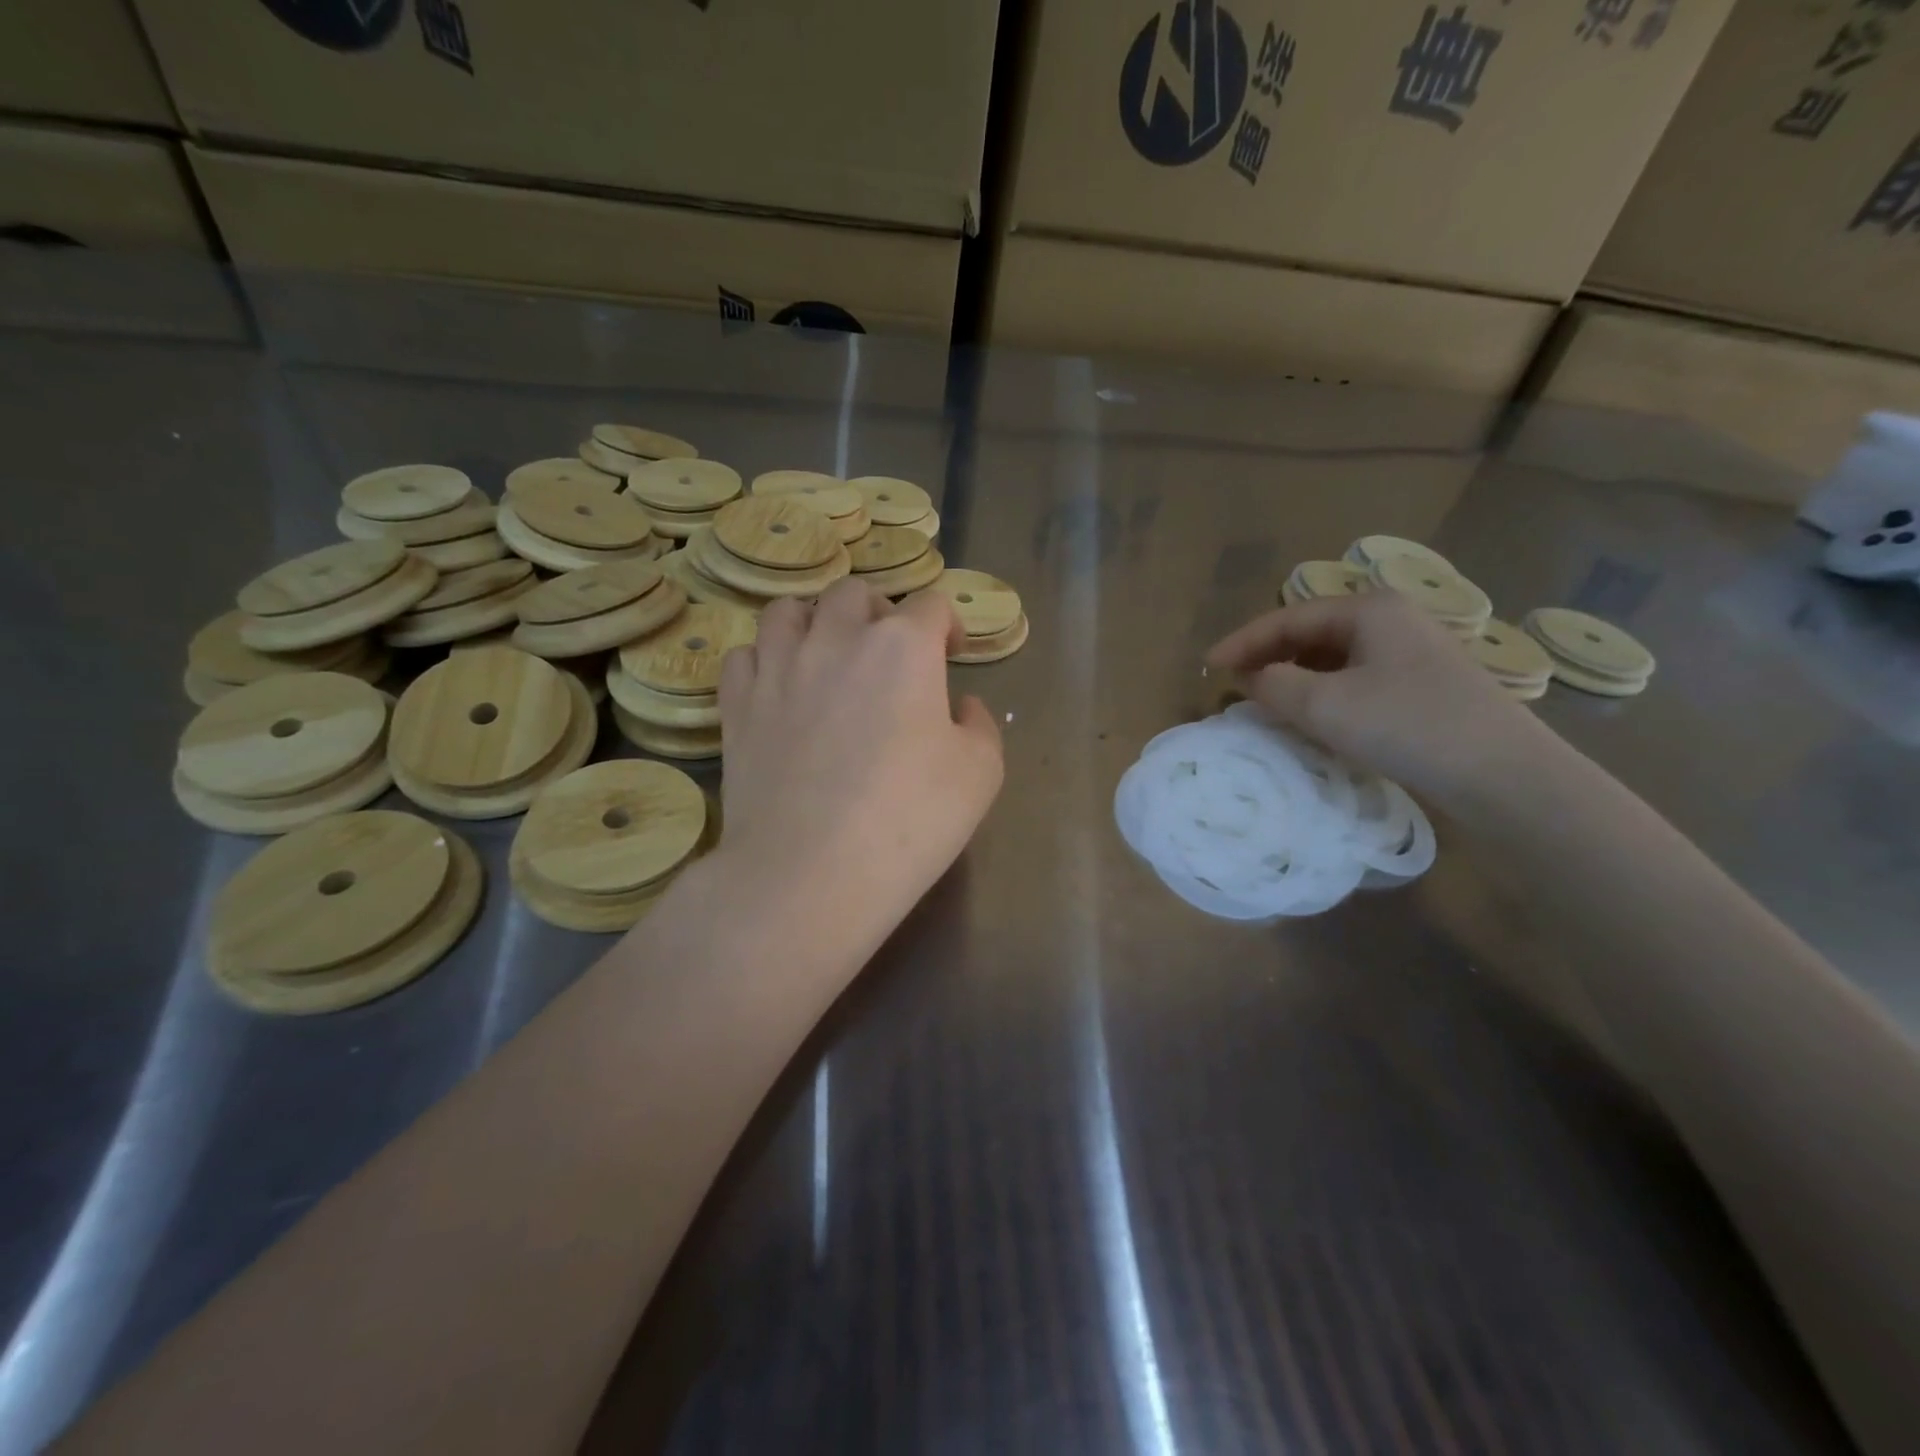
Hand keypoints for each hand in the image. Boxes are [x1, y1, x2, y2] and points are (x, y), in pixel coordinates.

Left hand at [714, 579, 1004, 950]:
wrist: (811, 872)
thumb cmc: (910, 820)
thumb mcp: (981, 773)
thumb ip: (980, 724)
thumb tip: (960, 705)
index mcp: (902, 647)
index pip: (929, 604)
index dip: (947, 624)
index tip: (952, 654)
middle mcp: (836, 639)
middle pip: (854, 593)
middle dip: (879, 611)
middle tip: (890, 650)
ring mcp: (778, 669)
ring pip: (787, 611)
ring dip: (814, 622)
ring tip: (826, 654)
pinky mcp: (737, 706)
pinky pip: (744, 656)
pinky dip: (765, 660)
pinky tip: (779, 688)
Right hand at [1206, 591, 1555, 806]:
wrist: (1503, 774)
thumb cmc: (1406, 726)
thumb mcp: (1324, 705)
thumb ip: (1273, 684)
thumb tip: (1251, 678)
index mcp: (1368, 609)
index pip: (1288, 617)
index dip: (1243, 641)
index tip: (1208, 666)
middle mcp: (1391, 620)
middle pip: (1310, 632)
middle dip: (1268, 656)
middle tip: (1232, 684)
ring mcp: (1412, 652)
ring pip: (1333, 657)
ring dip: (1294, 676)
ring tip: (1264, 701)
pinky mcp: (1422, 685)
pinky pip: (1355, 678)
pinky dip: (1323, 692)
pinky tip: (1312, 716)